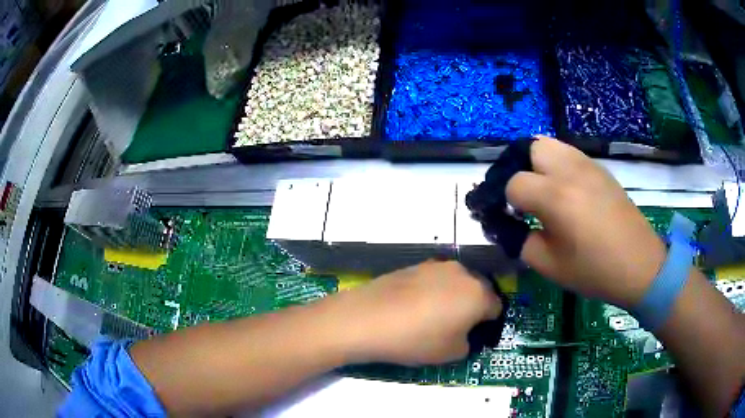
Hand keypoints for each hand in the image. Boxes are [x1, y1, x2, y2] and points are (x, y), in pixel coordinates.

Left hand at [336, 260, 501, 365]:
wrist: (367, 318)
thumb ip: (469, 342)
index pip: (496, 307)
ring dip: (454, 297)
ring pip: (457, 282)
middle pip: (479, 290)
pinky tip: (414, 307)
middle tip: (455, 326)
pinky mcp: (415, 265)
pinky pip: (435, 279)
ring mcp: (436, 265)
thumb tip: (464, 332)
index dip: (487, 323)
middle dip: (473, 306)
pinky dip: (434, 291)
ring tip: (432, 317)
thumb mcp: (452, 353)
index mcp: (478, 294)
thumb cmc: (416, 340)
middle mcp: (462, 273)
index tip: (474, 335)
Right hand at [506, 136, 665, 308]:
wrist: (639, 264)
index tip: (510, 218)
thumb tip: (509, 225)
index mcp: (554, 197)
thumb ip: (520, 241)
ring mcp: (587, 165)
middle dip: (519, 168)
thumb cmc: (594, 270)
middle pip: (530, 148)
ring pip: (551, 145)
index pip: (513, 183)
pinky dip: (559, 165)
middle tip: (524, 195)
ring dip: (539, 164)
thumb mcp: (549, 265)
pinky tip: (567, 191)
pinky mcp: (600, 169)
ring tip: (544, 190)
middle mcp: (569, 170)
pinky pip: (570, 154)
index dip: (505, 201)